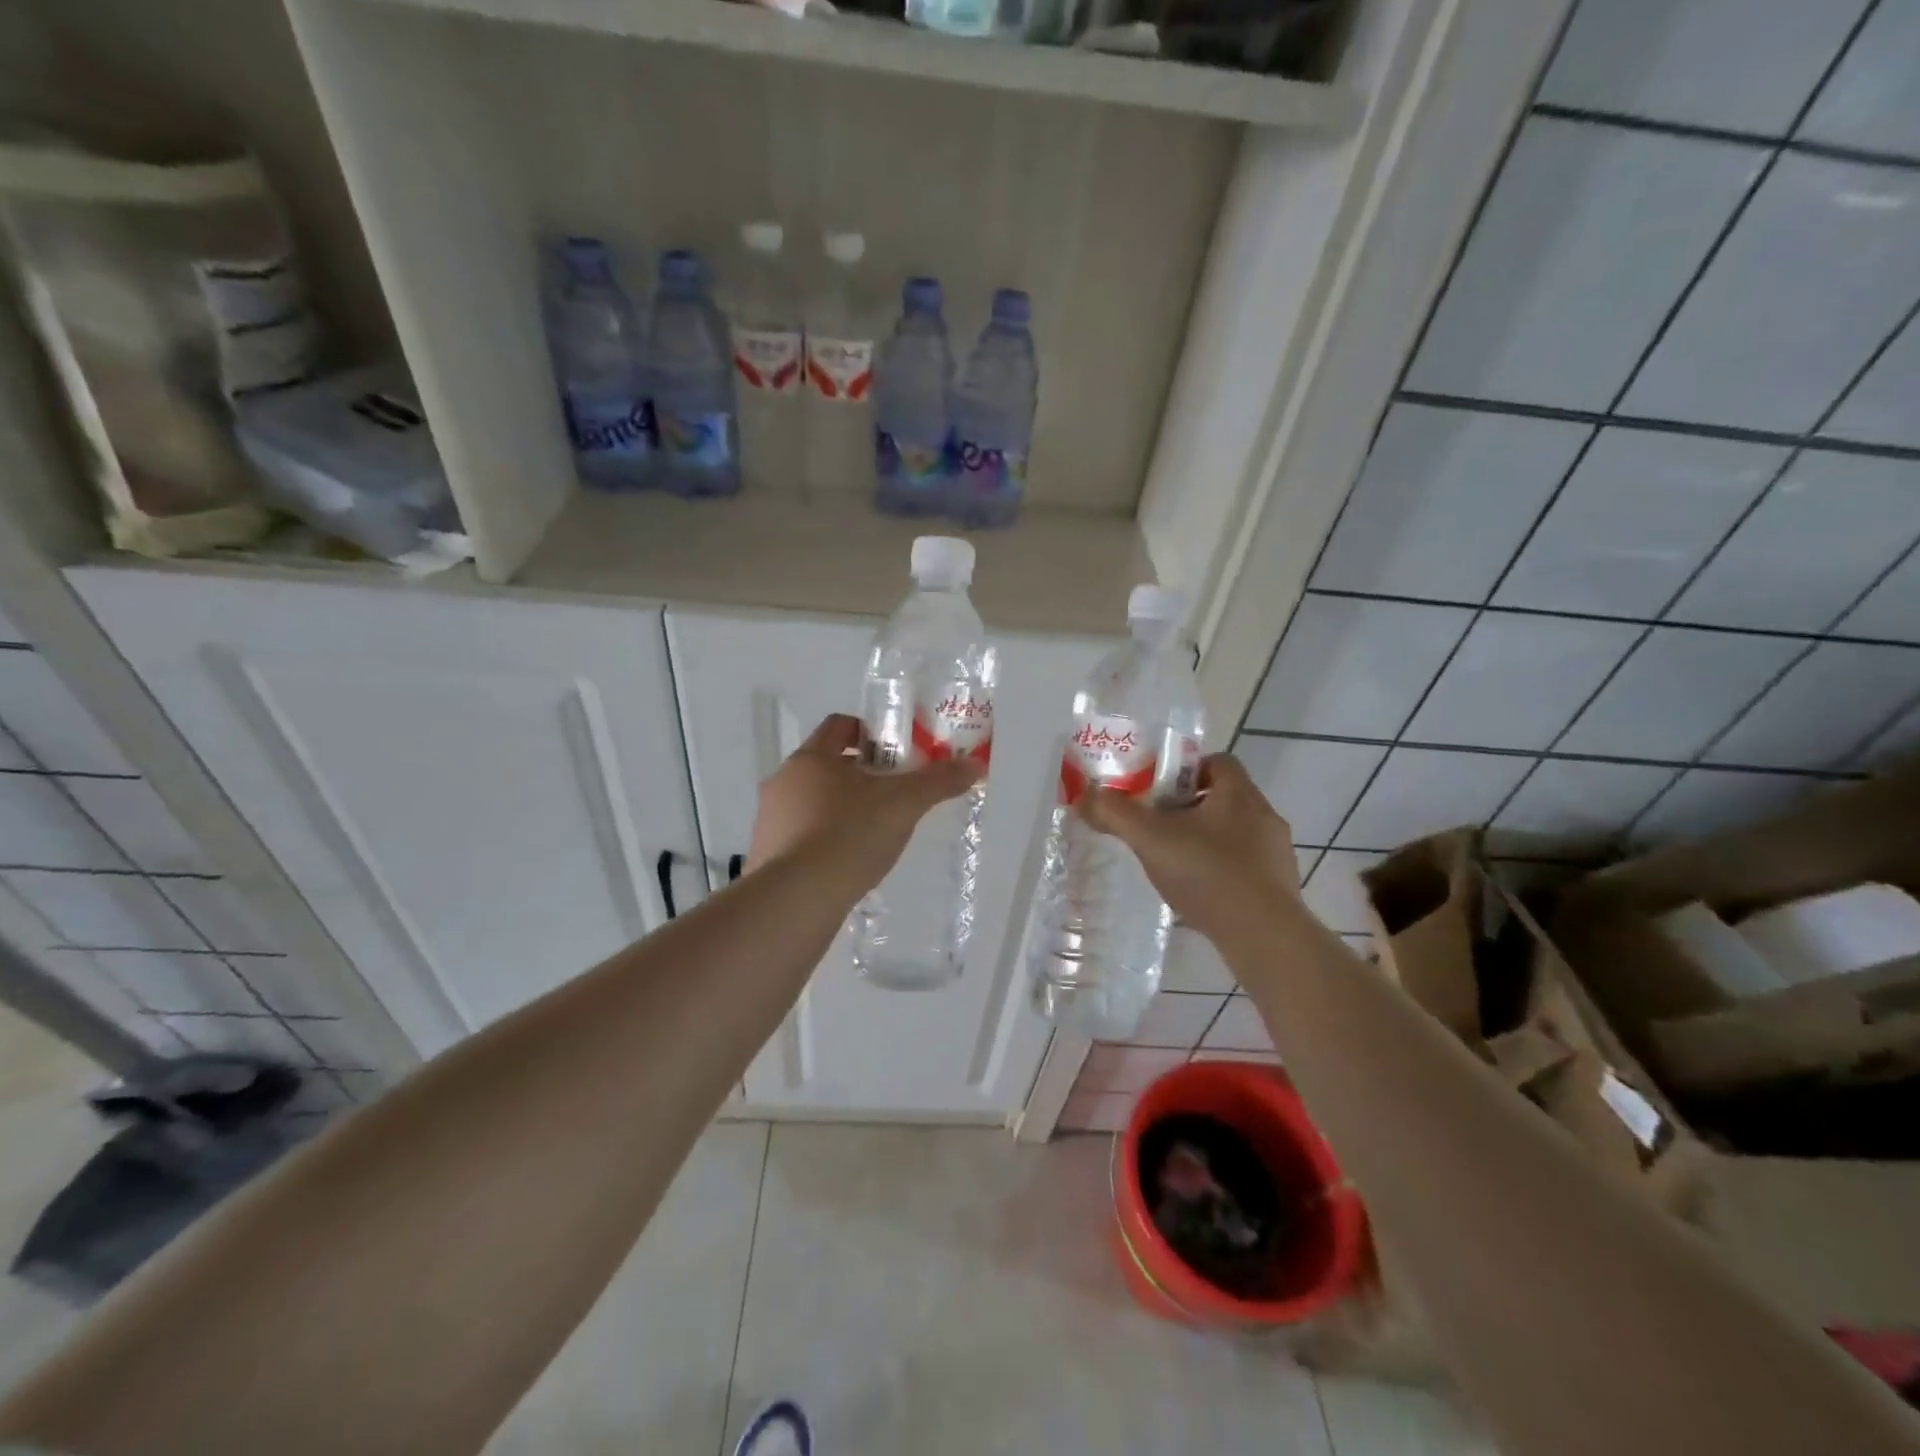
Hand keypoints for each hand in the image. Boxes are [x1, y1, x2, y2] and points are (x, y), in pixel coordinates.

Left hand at [747, 714, 983, 890]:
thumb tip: (975, 764)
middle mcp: (783, 781)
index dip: (869, 732)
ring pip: (811, 802)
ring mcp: (770, 819)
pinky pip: (800, 836)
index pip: (839, 726)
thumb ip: (938, 782)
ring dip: (840, 808)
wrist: (797, 898)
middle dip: (859, 774)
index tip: (894, 751)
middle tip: (891, 793)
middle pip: (826, 765)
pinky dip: (824, 840)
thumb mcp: (903, 805)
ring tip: (872, 832)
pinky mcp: (767, 855)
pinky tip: (847, 862)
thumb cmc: (849, 834)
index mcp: (811, 758)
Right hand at [1078, 754, 1299, 945]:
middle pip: (1222, 796)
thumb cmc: (1208, 873)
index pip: (1216, 760)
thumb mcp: (1150, 839)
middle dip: (1187, 807)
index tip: (1156, 791)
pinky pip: (1244, 865)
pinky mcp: (1278, 885)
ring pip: (1233, 832)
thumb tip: (1085, 796)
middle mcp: (1264, 815)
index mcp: (1238, 793)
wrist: (1263, 937)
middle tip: (1156, 825)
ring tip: (1173, 862)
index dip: (1184, 769)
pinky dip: (1219, 870)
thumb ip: (1115, 814)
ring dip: (1204, 840)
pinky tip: (1198, 891)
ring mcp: (1276, 853)